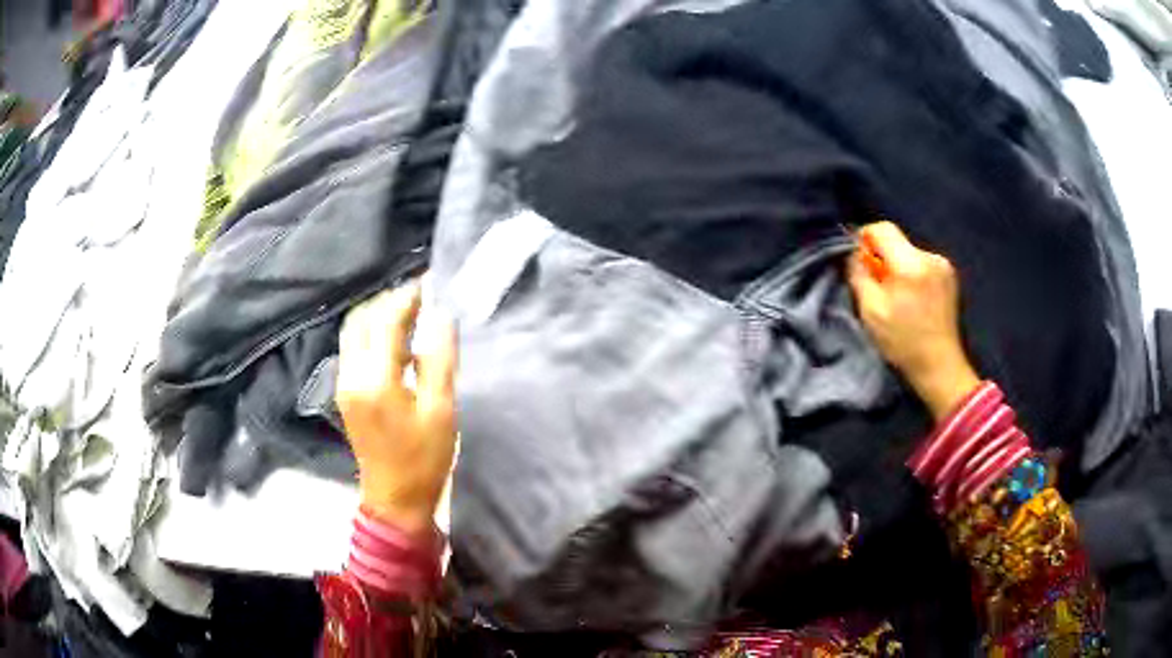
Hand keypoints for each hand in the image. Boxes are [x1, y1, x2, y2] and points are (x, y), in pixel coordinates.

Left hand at [336, 283, 457, 534]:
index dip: (408, 297)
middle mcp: (351, 374)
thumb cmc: (423, 459)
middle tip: (421, 295)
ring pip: (354, 331)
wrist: (395, 499)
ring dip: (379, 315)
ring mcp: (344, 383)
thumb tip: (441, 317)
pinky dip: (373, 333)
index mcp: (375, 379)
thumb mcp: (441, 411)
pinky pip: (354, 348)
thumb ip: (439, 359)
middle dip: (389, 300)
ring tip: (411, 312)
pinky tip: (397, 341)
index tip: (430, 282)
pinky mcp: (345, 391)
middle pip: (361, 319)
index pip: (386, 320)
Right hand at [847, 222, 979, 419]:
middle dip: (882, 257)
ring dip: (898, 266)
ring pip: (909, 252)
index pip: (882, 229)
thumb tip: (854, 252)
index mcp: (910, 264)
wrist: (940, 366)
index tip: (857, 259)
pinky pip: (922, 262)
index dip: (865, 237)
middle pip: (897, 241)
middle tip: (875, 283)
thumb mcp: (871, 311)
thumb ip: (859, 274)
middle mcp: (930, 257)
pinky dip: (912, 273)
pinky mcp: (950, 275)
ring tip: (895, 294)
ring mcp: (943, 265)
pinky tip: (912, 297)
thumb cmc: (903, 343)